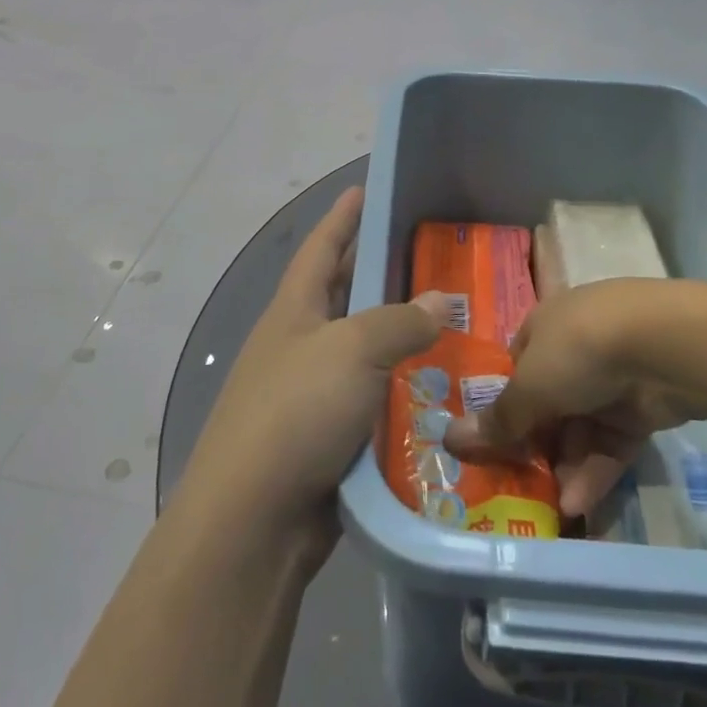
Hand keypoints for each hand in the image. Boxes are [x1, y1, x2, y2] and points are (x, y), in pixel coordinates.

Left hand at [179, 188, 447, 555]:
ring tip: (451, 319)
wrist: (255, 517)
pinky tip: (440, 386)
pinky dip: (402, 389)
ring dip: (400, 337)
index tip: (364, 188)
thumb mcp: (352, 351)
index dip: (342, 217)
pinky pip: (373, 399)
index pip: (321, 248)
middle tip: (431, 256)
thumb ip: (399, 322)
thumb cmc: (297, 411)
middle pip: (343, 296)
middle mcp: (299, 344)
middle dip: (379, 273)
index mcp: (293, 311)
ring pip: (364, 351)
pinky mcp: (327, 436)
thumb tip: (441, 301)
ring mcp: (311, 392)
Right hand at [445, 278, 698, 518]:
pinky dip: (596, 470)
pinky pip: (612, 442)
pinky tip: (579, 503)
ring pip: (582, 427)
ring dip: (566, 465)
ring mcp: (612, 378)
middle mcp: (576, 348)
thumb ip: (498, 420)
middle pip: (549, 402)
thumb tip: (449, 439)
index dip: (505, 405)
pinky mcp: (643, 407)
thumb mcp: (529, 387)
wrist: (662, 346)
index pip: (517, 368)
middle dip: (537, 444)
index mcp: (544, 327)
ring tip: (553, 505)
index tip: (495, 442)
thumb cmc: (579, 351)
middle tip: (521, 483)